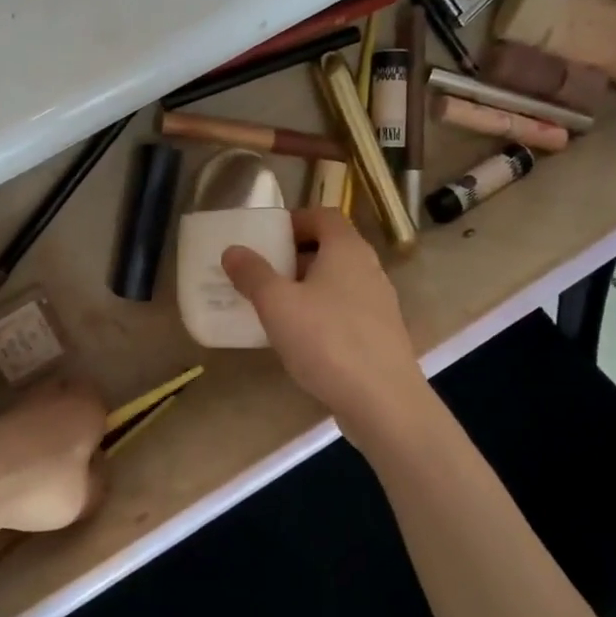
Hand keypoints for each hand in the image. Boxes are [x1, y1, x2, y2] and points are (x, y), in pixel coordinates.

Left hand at [0, 378, 106, 543]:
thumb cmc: (44, 484)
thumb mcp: (86, 497)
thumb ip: (97, 481)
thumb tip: (94, 472)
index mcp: (86, 406)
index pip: (100, 404)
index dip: (100, 425)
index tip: (96, 451)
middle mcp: (55, 395)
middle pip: (66, 399)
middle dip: (69, 419)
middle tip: (70, 454)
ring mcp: (18, 405)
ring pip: (38, 411)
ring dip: (41, 431)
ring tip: (40, 466)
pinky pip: (15, 428)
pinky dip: (17, 443)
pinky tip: (15, 469)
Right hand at [223, 208, 428, 438]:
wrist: (382, 400)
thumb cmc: (326, 341)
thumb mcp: (277, 305)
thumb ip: (253, 274)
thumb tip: (233, 250)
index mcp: (347, 250)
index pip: (324, 216)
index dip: (295, 220)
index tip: (267, 237)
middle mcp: (369, 269)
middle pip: (331, 248)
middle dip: (295, 257)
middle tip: (263, 273)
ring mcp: (380, 303)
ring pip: (338, 282)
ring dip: (308, 287)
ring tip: (276, 307)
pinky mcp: (381, 335)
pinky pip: (346, 310)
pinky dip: (322, 313)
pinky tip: (301, 339)